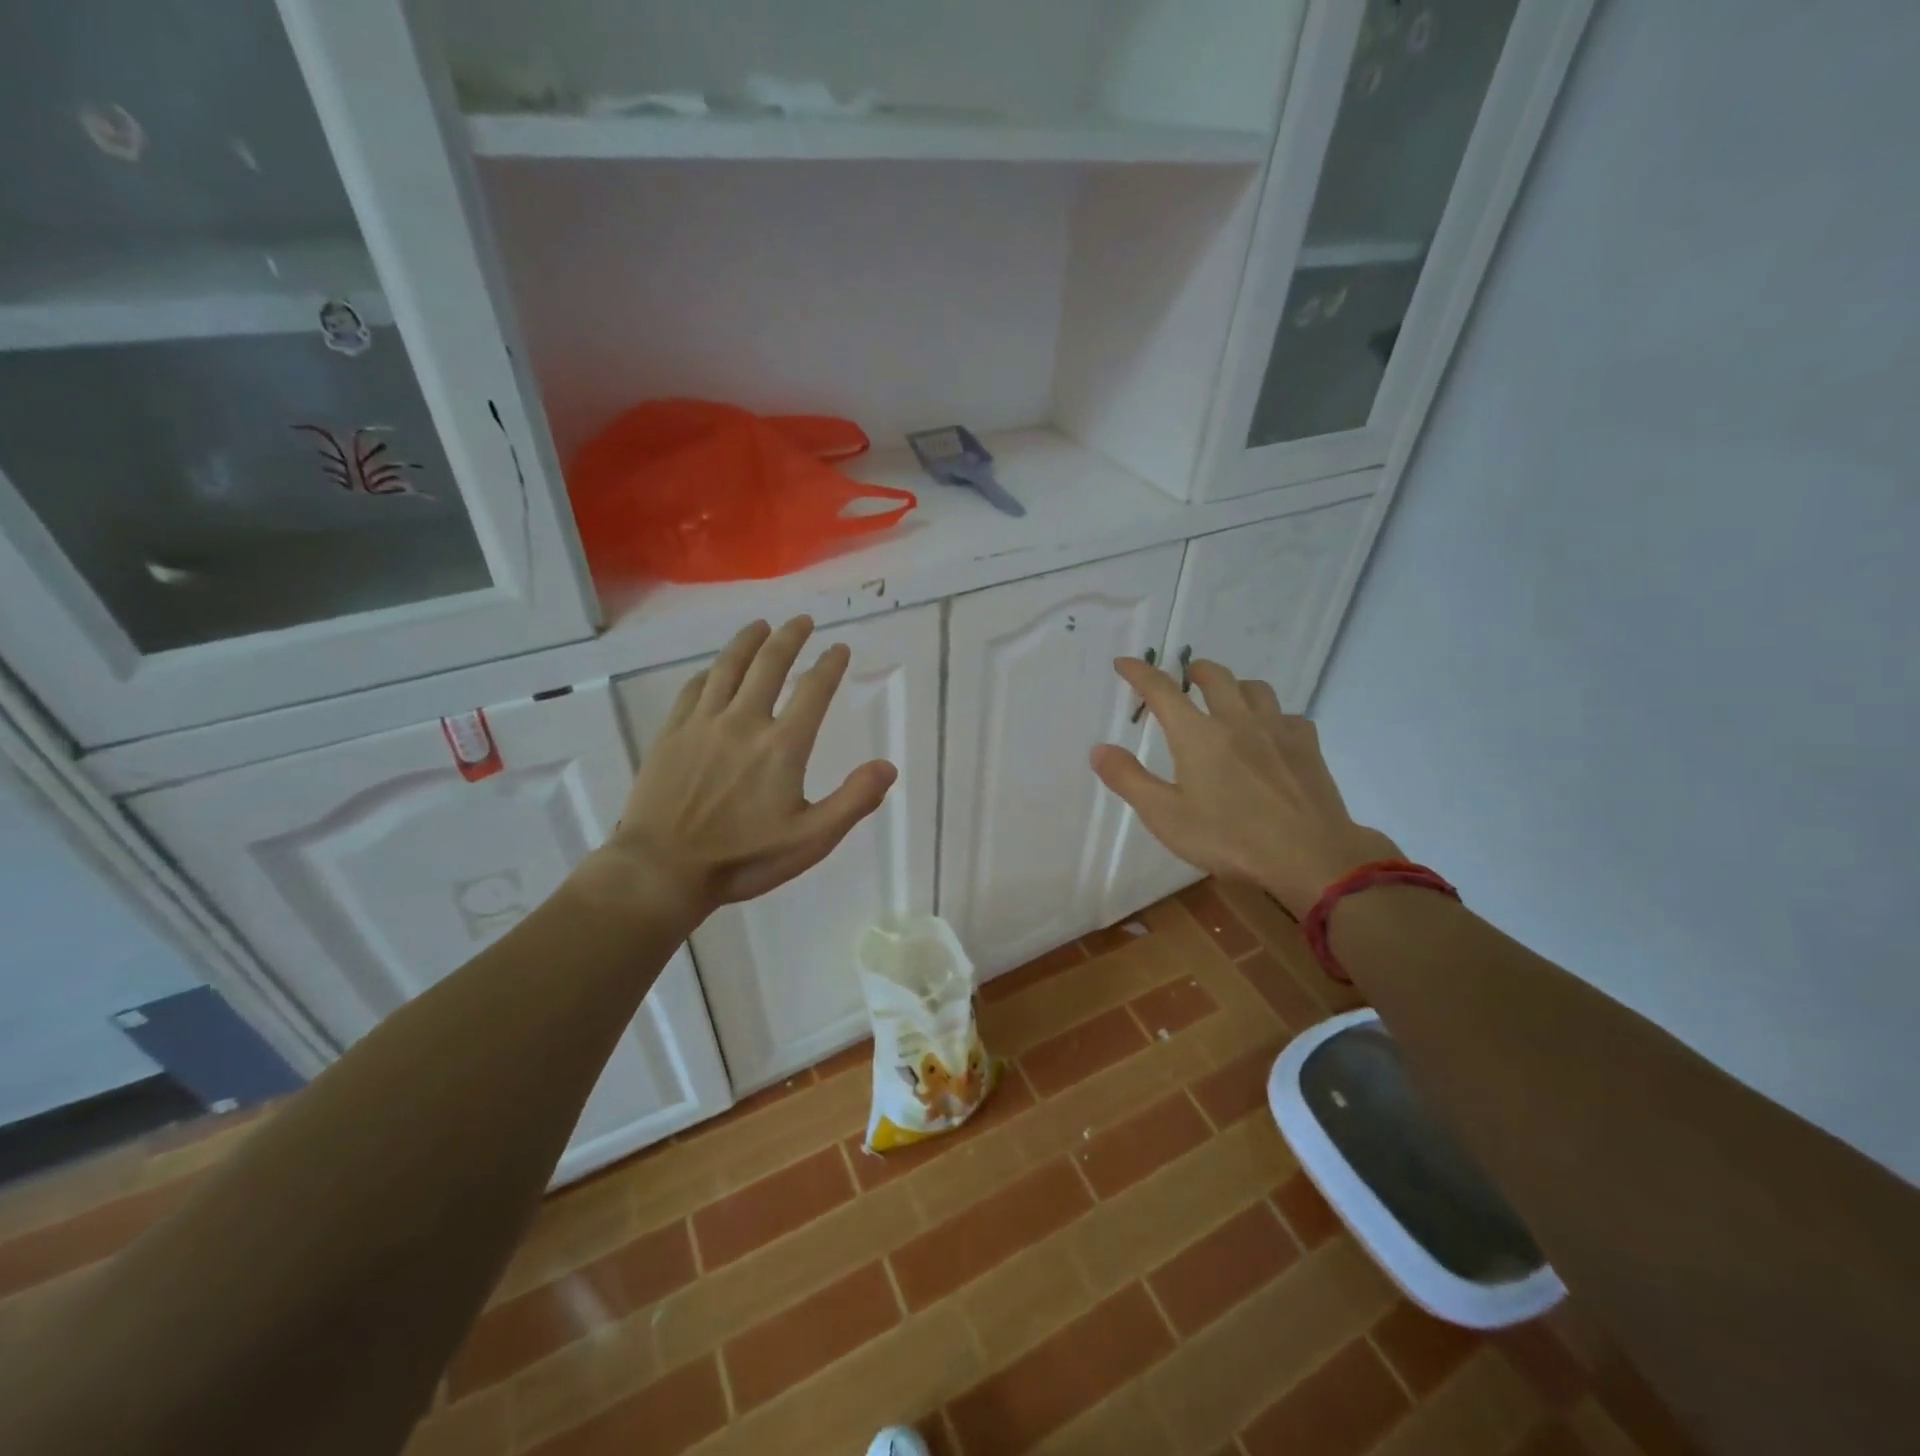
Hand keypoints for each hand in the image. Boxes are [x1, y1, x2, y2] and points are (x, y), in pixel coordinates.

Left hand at [596, 617, 897, 923]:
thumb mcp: (811, 840)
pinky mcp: (672, 732)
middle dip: (790, 638)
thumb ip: (853, 801)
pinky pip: (694, 689)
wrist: (662, 869)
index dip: (829, 665)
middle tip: (802, 620)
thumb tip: (888, 766)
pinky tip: (714, 669)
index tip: (839, 648)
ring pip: (728, 667)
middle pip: (770, 665)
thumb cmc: (742, 859)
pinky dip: (710, 672)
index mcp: (782, 746)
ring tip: (761, 625)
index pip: (813, 691)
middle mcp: (744, 722)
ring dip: (748, 642)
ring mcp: (703, 723)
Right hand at [1089, 657, 1398, 918]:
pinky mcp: (1307, 746)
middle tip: (1185, 677)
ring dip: (1236, 686)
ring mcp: (1276, 729)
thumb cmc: (1229, 838)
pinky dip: (1272, 716)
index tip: (1124, 662)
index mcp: (1197, 735)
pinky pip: (1287, 716)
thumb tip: (1099, 749)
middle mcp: (1236, 720)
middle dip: (1194, 670)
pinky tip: (1271, 734)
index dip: (1139, 672)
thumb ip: (1129, 780)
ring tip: (1228, 698)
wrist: (1309, 854)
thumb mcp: (1165, 816)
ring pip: (1255, 688)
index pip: (1161, 690)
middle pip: (1215, 676)